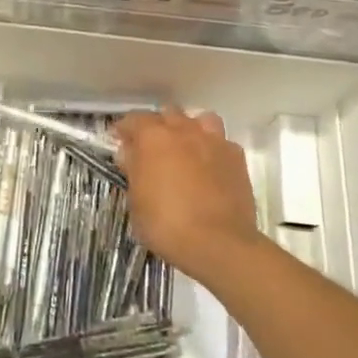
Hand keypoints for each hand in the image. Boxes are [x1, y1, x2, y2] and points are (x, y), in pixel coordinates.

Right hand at [115, 107, 262, 281]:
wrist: (219, 244)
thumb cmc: (166, 224)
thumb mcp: (136, 201)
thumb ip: (133, 171)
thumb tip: (130, 154)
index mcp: (153, 137)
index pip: (134, 119)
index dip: (125, 130)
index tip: (120, 141)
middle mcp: (184, 130)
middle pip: (168, 114)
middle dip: (158, 126)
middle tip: (152, 148)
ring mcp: (214, 142)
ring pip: (201, 119)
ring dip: (190, 129)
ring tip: (185, 149)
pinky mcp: (237, 158)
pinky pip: (222, 142)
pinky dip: (213, 149)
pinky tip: (210, 167)